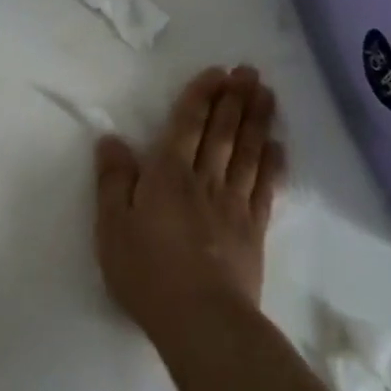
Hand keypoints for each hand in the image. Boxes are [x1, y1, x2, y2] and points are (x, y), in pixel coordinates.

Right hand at [93, 66, 285, 343]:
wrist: (201, 319)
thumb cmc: (146, 271)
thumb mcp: (112, 225)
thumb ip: (113, 179)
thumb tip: (112, 139)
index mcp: (167, 175)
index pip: (186, 125)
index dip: (201, 96)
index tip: (217, 72)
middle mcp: (204, 180)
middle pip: (223, 132)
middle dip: (235, 99)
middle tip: (249, 71)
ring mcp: (234, 204)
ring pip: (248, 152)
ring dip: (258, 120)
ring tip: (267, 94)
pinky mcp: (254, 230)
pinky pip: (266, 188)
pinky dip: (273, 164)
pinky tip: (279, 147)